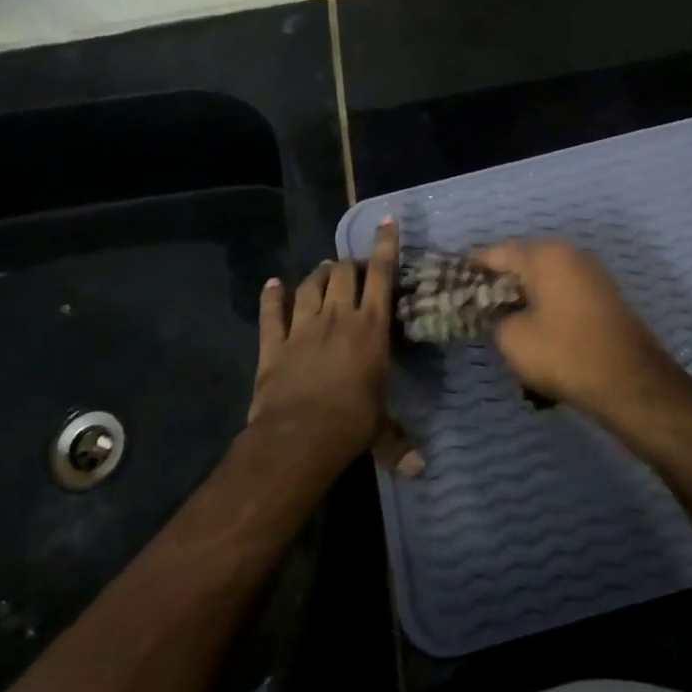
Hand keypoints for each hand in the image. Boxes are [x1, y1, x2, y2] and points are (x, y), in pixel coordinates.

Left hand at [250, 219, 421, 476]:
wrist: (298, 437)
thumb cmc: (351, 425)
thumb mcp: (380, 430)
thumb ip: (398, 442)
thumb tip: (419, 470)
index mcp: (370, 328)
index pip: (381, 276)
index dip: (385, 246)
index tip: (386, 221)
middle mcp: (337, 317)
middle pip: (343, 274)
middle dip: (350, 264)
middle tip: (355, 266)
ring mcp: (302, 327)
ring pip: (310, 285)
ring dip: (318, 274)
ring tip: (324, 270)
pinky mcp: (273, 343)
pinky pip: (271, 312)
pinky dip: (272, 296)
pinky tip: (273, 284)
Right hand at [469, 238, 682, 421]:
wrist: (630, 382)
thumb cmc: (564, 353)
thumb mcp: (512, 337)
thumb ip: (494, 316)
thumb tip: (497, 311)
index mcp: (545, 254)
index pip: (495, 252)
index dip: (470, 268)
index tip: (451, 284)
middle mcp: (569, 254)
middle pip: (521, 262)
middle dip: (497, 284)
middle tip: (474, 308)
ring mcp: (590, 274)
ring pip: (543, 281)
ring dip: (522, 299)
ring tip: (502, 325)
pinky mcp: (602, 297)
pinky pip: (562, 295)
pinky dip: (544, 308)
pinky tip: (533, 332)